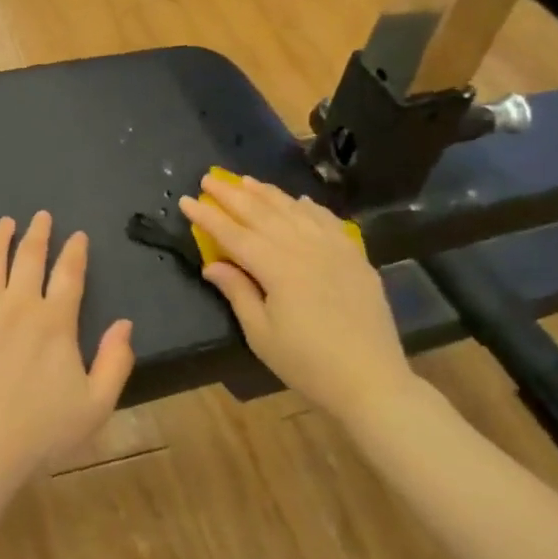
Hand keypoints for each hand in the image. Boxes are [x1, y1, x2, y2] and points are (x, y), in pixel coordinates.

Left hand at [0, 212, 134, 494]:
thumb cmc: (39, 433)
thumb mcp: (95, 406)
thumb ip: (115, 362)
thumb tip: (124, 324)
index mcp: (55, 322)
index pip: (69, 274)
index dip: (75, 251)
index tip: (77, 236)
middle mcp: (18, 305)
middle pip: (29, 258)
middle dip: (38, 233)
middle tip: (41, 216)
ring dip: (0, 238)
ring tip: (6, 223)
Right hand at [178, 173, 410, 417]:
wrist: (371, 380)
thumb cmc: (307, 363)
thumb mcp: (261, 334)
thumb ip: (237, 292)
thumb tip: (212, 264)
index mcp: (276, 267)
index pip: (233, 234)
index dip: (208, 216)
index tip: (186, 199)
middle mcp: (303, 247)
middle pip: (262, 213)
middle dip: (232, 195)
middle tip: (209, 178)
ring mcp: (333, 248)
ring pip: (294, 210)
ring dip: (267, 193)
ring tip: (246, 180)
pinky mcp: (355, 257)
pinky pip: (328, 221)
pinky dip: (309, 207)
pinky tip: (299, 201)